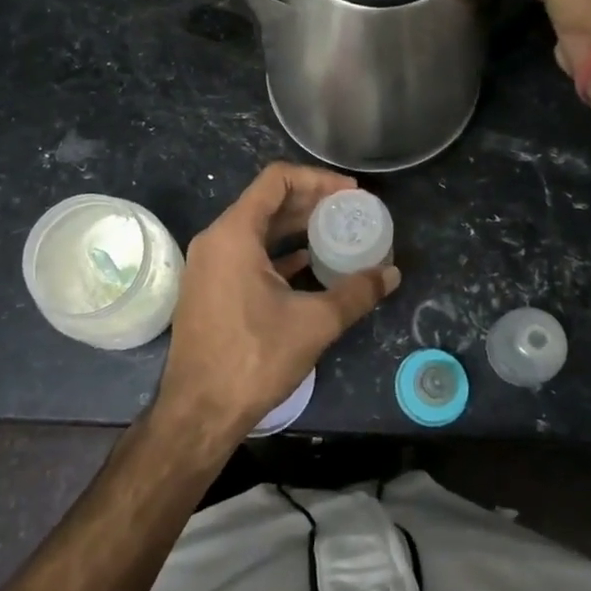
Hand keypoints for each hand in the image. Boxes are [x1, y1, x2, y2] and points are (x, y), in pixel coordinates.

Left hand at [156, 163, 399, 446]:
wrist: (199, 412)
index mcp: (234, 233)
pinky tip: (308, 263)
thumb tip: (392, 274)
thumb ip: (355, 293)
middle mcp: (216, 240)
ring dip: (295, 227)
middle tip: (350, 211)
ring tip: (335, 232)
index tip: (350, 193)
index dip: (317, 179)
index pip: (277, 180)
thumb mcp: (314, 323)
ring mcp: (209, 265)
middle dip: (311, 202)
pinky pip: (248, 254)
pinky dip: (278, 252)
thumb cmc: (254, 358)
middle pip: (267, 202)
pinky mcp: (211, 288)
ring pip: (257, 229)